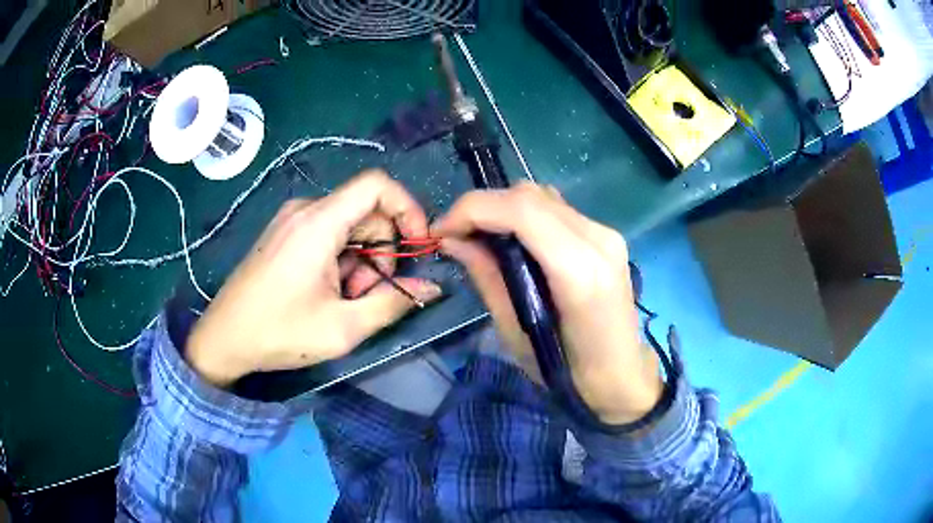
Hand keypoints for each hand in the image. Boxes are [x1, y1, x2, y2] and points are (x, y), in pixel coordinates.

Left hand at [186, 170, 442, 386]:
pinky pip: (327, 234)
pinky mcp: (284, 233)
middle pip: (367, 213)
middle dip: (381, 253)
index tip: (418, 246)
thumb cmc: (279, 333)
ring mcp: (291, 220)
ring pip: (348, 226)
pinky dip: (340, 260)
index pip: (377, 185)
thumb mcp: (343, 327)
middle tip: (367, 295)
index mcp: (318, 223)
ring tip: (342, 301)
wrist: (223, 339)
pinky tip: (325, 292)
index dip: (408, 208)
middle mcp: (305, 210)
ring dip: (359, 262)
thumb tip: (433, 286)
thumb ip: (393, 303)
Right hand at [434, 183, 661, 424]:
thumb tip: (452, 240)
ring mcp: (606, 234)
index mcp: (579, 271)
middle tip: (456, 235)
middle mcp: (598, 240)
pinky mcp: (606, 236)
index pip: (520, 210)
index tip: (441, 231)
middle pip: (530, 196)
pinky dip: (525, 215)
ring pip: (543, 197)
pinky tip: (513, 241)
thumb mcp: (516, 331)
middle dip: (483, 207)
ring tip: (480, 237)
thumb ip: (487, 277)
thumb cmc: (567, 373)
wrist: (621, 376)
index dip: (472, 210)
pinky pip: (557, 210)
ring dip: (503, 208)